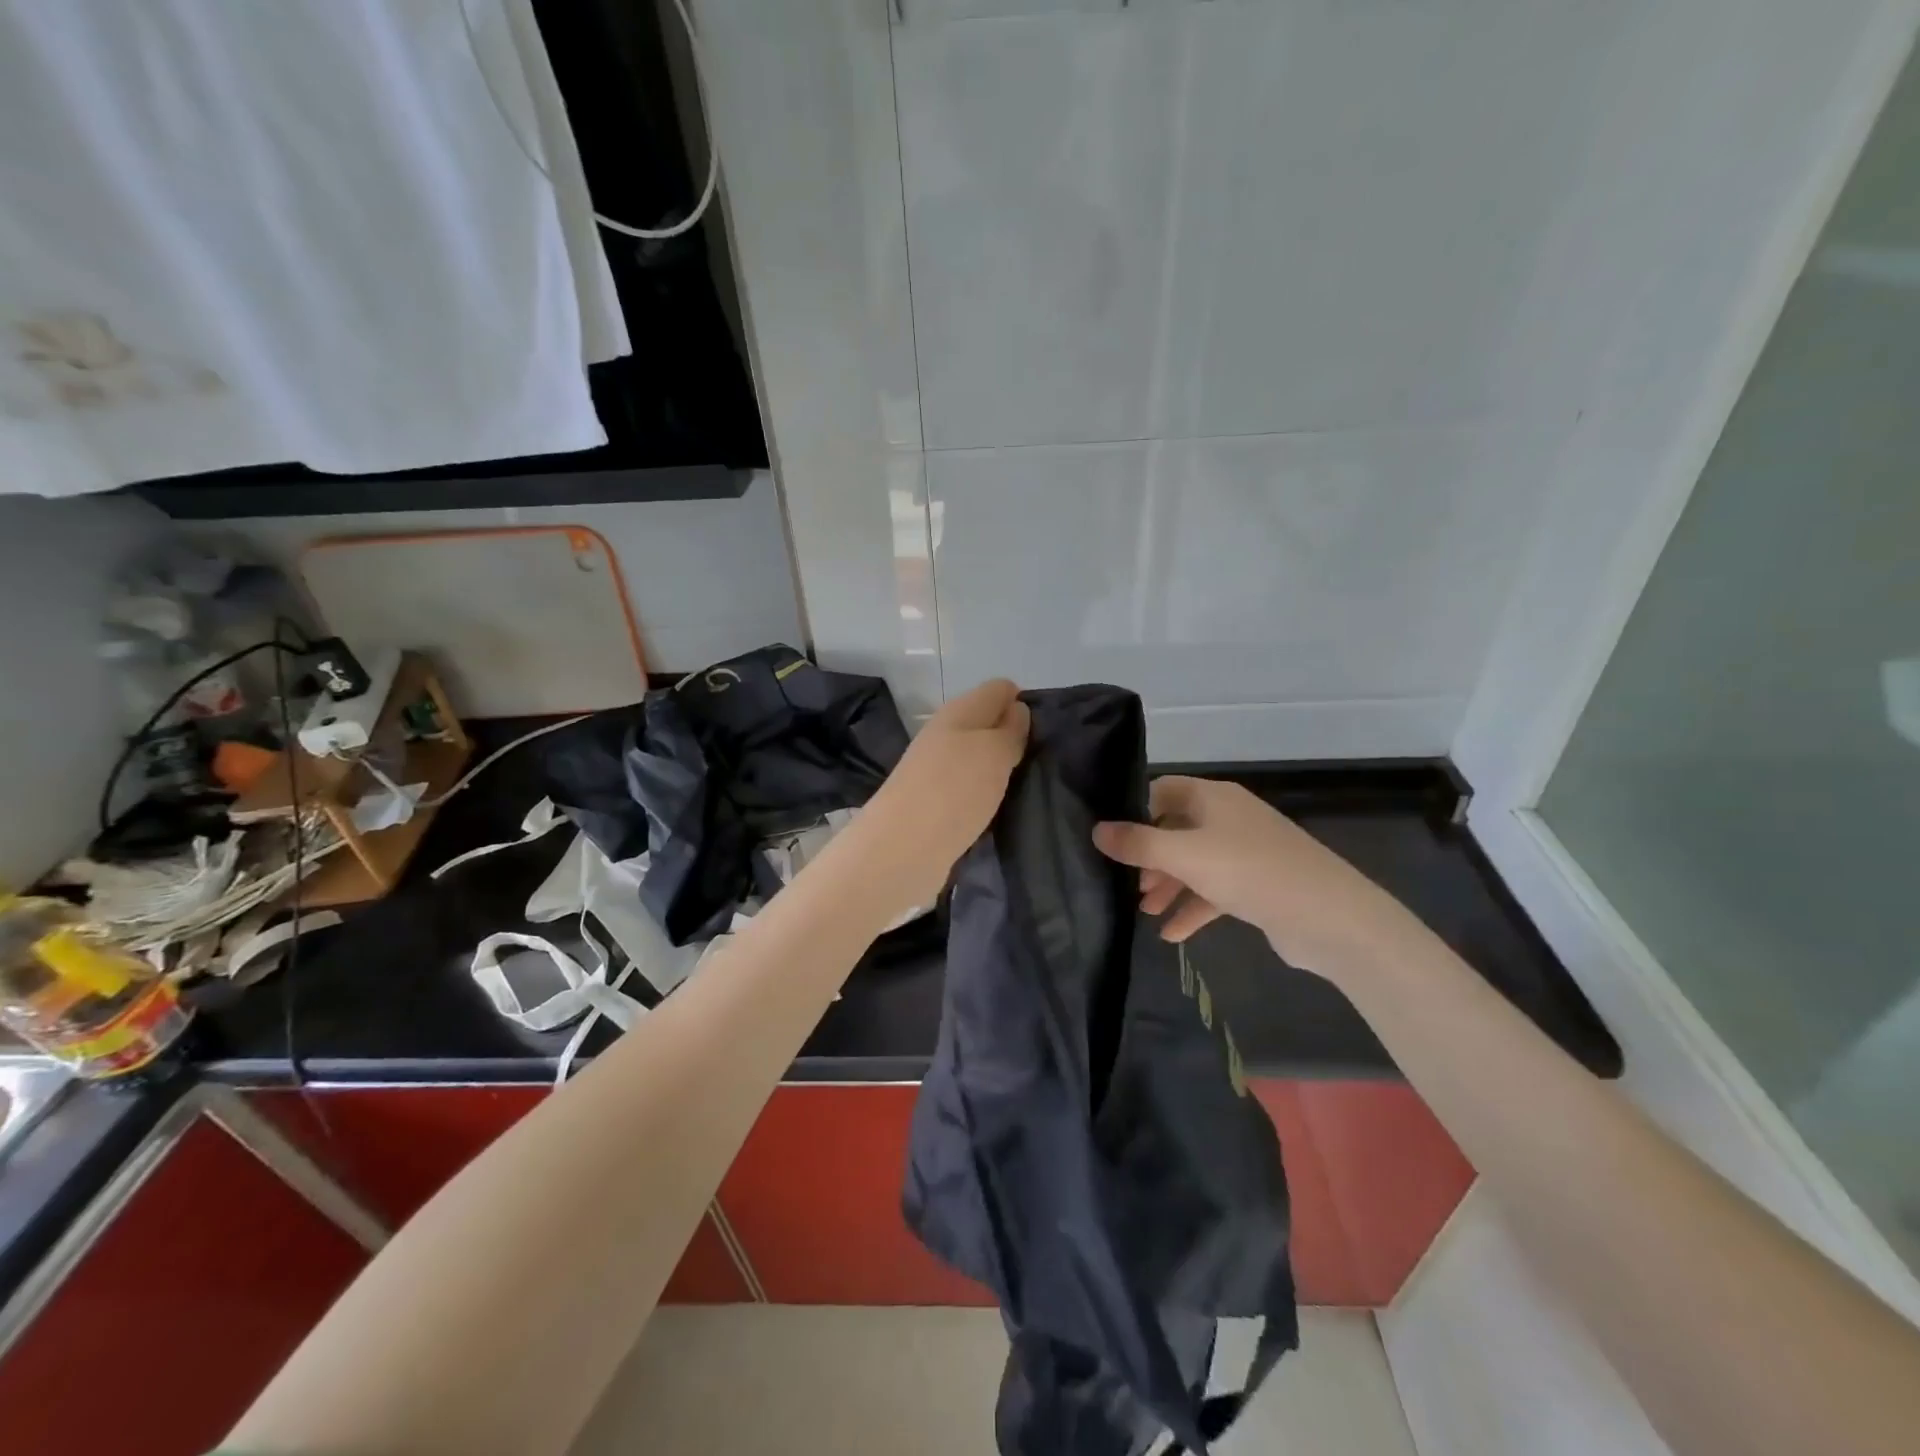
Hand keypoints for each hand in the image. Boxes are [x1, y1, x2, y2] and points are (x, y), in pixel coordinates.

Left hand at [857, 679, 1029, 913]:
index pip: (999, 689)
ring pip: (977, 758)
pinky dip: (984, 795)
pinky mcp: (933, 804)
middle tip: (1042, 763)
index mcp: (959, 712)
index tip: (1046, 732)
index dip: (1023, 703)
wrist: (902, 849)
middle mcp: (945, 735)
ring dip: (999, 770)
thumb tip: (1017, 709)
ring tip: (1027, 788)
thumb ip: (1010, 730)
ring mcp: (936, 770)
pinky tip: (1000, 810)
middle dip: (1014, 738)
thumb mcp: (994, 752)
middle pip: (986, 724)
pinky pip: (968, 788)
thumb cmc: (954, 790)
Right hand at [1092, 776, 1420, 979]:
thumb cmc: (1250, 871)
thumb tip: (1097, 830)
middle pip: (1175, 829)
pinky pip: (1214, 891)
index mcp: (1212, 798)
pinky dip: (1193, 908)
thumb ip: (1138, 844)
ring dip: (1168, 885)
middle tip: (1124, 882)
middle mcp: (1228, 818)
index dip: (1134, 811)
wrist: (1329, 917)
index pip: (1162, 791)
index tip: (1110, 838)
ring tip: (1144, 911)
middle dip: (1149, 856)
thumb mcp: (1185, 855)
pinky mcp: (1257, 885)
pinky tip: (1171, 935)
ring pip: (1194, 863)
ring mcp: (1244, 852)